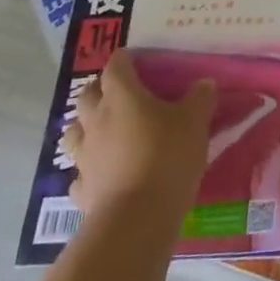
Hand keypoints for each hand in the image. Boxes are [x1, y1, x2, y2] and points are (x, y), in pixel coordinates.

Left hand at [61, 51, 214, 216]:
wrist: (137, 219)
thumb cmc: (167, 156)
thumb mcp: (195, 122)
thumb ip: (200, 98)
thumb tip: (204, 84)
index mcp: (122, 95)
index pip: (115, 65)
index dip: (125, 61)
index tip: (138, 62)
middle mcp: (96, 120)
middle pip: (87, 95)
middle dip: (100, 91)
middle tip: (121, 95)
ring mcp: (85, 156)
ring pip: (75, 132)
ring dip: (86, 128)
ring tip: (106, 132)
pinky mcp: (82, 190)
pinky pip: (80, 173)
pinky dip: (89, 169)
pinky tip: (103, 174)